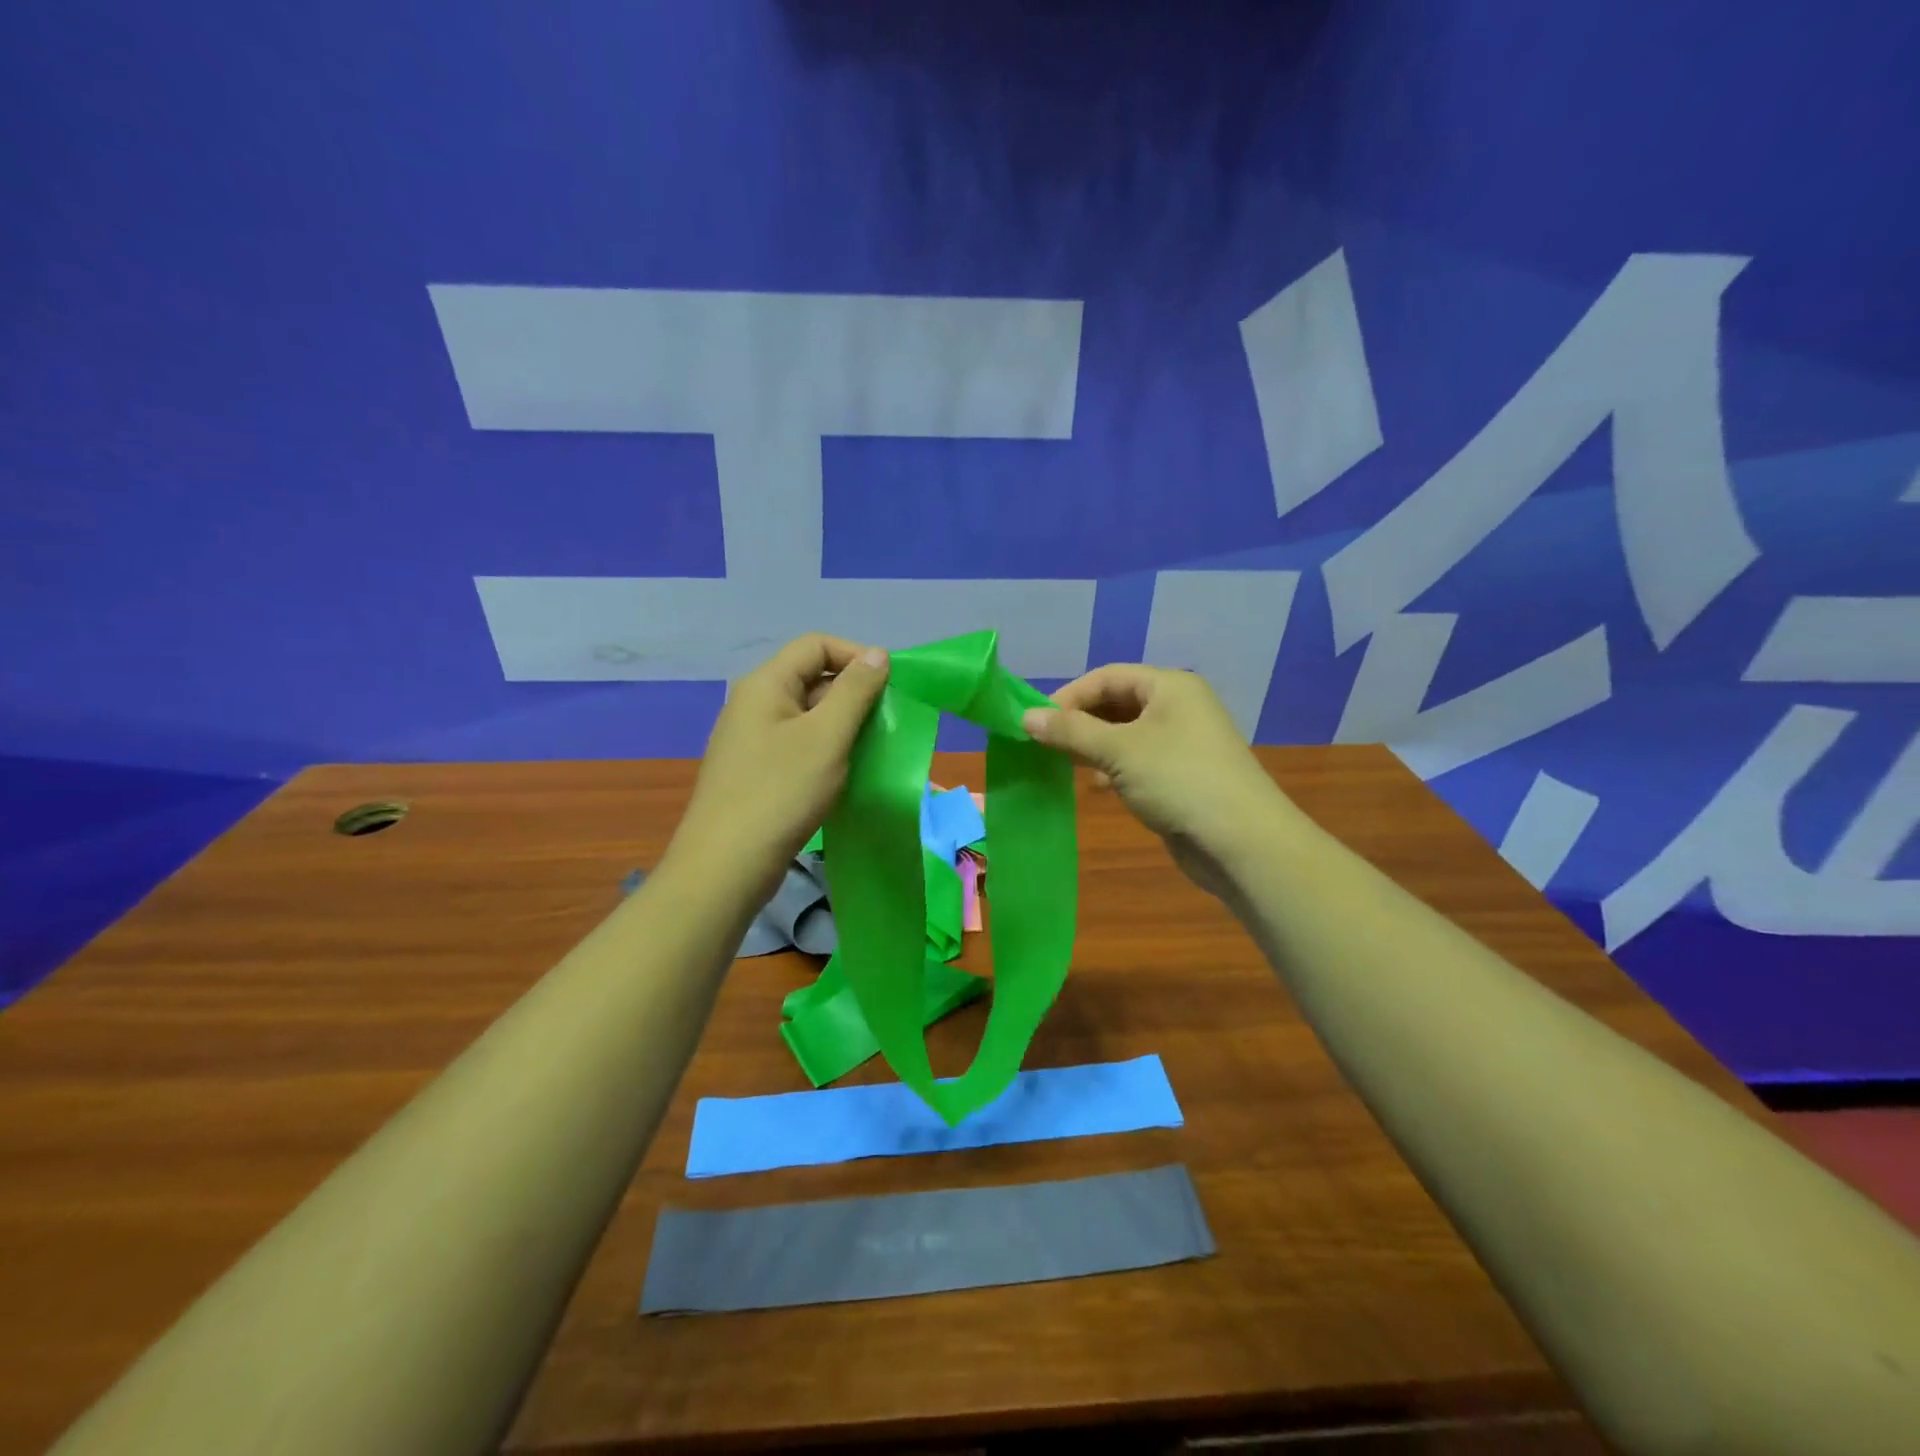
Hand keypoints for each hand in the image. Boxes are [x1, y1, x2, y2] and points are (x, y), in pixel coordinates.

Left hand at [667, 635, 889, 899]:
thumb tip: (877, 655)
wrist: (726, 865)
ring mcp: (752, 740)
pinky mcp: (756, 772)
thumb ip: (855, 691)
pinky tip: (845, 775)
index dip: (856, 656)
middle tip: (886, 724)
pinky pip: (798, 746)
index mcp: (766, 684)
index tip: (890, 686)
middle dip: (853, 694)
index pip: (816, 645)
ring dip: (843, 726)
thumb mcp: (827, 736)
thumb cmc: (781, 792)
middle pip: (811, 678)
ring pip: (808, 716)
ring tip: (871, 751)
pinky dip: (826, 751)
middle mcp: (754, 704)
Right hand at [1021, 664, 1294, 897]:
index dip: (1069, 696)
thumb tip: (1026, 716)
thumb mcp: (1118, 751)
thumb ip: (1071, 731)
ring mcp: (1182, 742)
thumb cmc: (1178, 780)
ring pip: (1125, 734)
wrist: (1242, 842)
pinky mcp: (1182, 775)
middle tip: (1046, 745)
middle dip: (1080, 722)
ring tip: (1066, 765)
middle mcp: (1178, 707)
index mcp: (1169, 686)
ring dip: (1094, 747)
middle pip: (1116, 703)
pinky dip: (1113, 768)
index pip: (1107, 677)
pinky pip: (1138, 760)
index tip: (1035, 722)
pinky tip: (1098, 786)